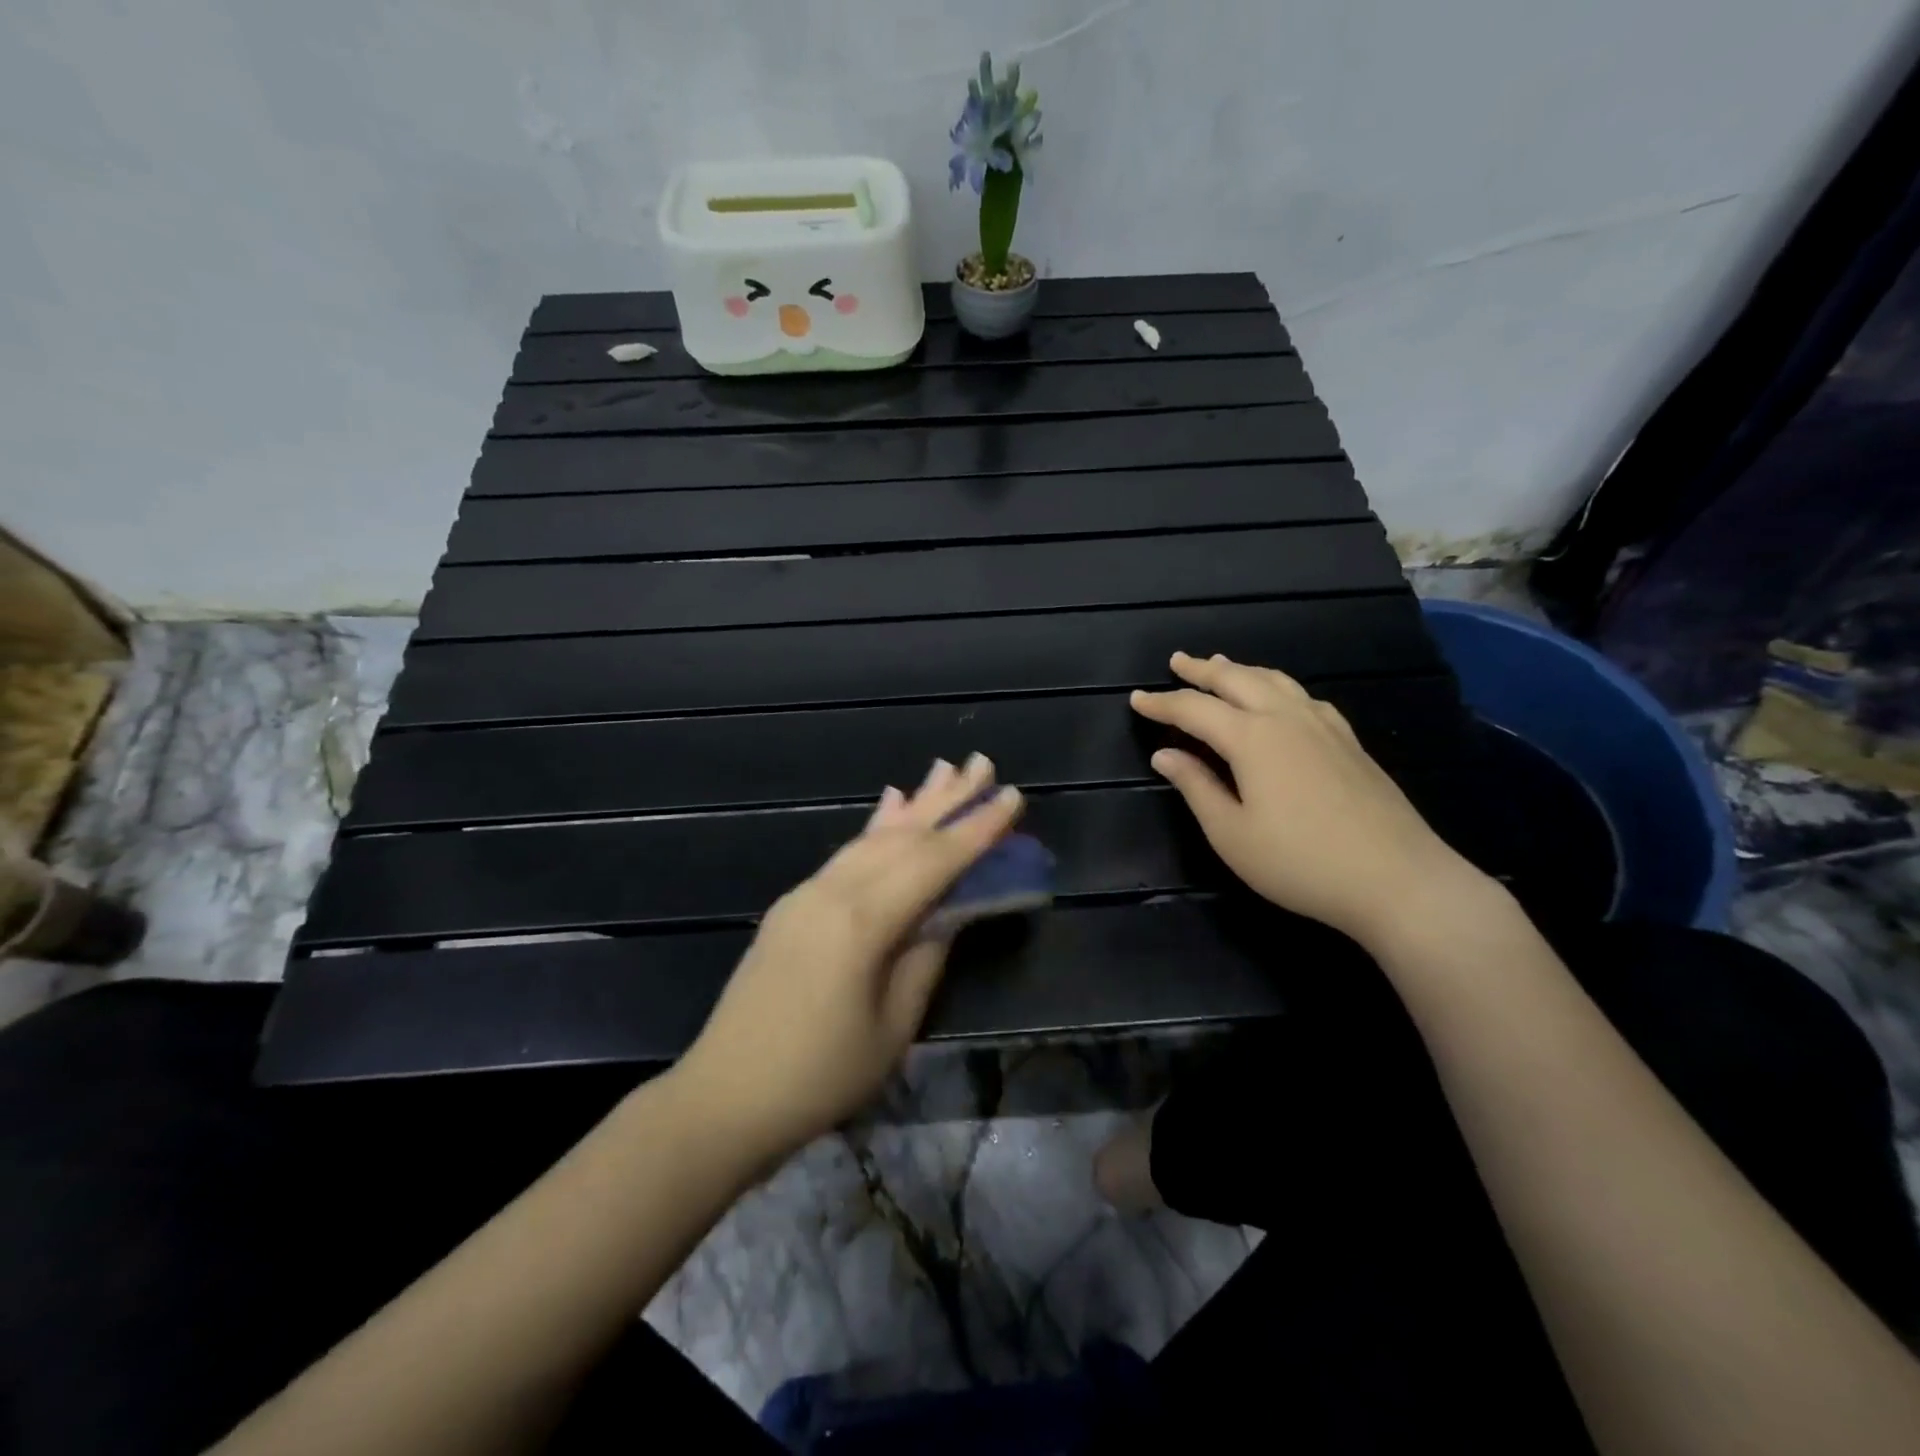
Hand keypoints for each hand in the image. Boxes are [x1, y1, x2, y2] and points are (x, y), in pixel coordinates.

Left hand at [675, 755, 1021, 1163]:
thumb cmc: (819, 1077)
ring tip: (944, 771)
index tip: (1012, 795)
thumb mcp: (892, 1027)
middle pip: (902, 835)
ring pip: (871, 837)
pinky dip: (874, 826)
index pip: (933, 862)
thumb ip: (925, 958)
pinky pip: (845, 854)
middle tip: (983, 763)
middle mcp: (833, 892)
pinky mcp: (793, 905)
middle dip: (947, 800)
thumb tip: (949, 913)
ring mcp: (807, 894)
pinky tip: (889, 803)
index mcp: (862, 922)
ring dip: (913, 805)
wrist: (724, 1097)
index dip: (976, 828)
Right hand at [1131, 652, 1488, 947]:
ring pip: (1275, 681)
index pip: (1194, 710)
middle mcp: (1287, 718)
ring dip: (1242, 670)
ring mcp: (1324, 726)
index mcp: (1252, 738)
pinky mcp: (1349, 742)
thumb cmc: (1299, 862)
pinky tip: (1281, 696)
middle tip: (1177, 662)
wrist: (1397, 879)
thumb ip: (1196, 787)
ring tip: (1222, 664)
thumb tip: (1164, 755)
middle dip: (1202, 670)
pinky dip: (1278, 686)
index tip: (1136, 698)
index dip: (1162, 703)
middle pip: (1237, 680)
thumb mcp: (1231, 833)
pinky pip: (1305, 696)